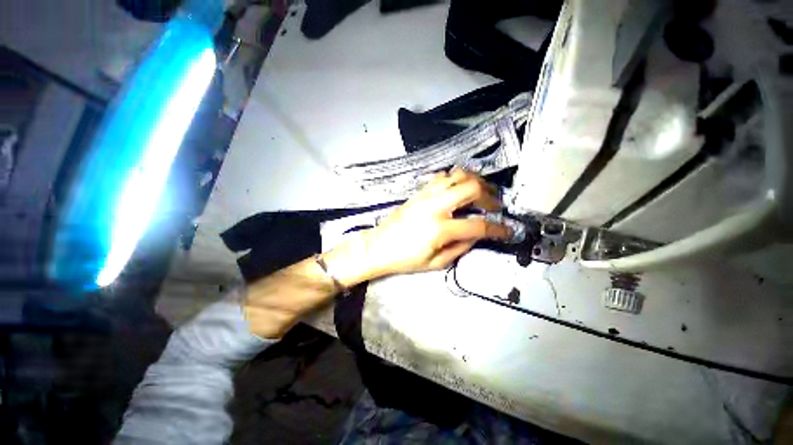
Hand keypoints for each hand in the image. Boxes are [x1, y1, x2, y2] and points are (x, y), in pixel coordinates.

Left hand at [362, 168, 510, 276]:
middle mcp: (434, 206)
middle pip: (471, 187)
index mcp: (439, 228)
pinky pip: (442, 177)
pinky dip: (456, 179)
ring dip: (474, 181)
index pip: (478, 225)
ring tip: (481, 193)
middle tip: (495, 205)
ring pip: (457, 175)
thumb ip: (462, 247)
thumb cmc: (405, 259)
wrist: (378, 246)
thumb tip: (479, 235)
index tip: (508, 230)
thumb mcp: (436, 262)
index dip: (498, 229)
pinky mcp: (419, 192)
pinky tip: (459, 189)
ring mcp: (425, 195)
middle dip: (490, 195)